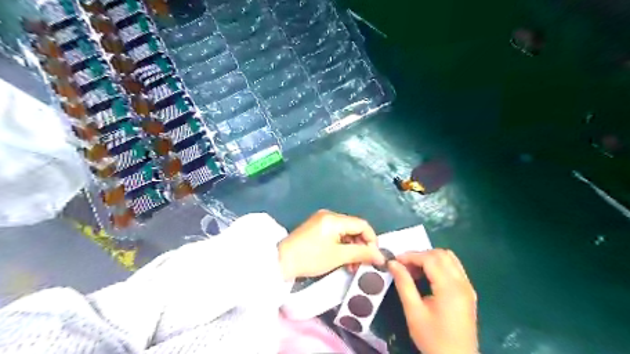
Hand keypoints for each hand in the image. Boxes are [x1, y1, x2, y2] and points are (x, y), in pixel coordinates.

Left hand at [279, 210, 386, 278]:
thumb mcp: (338, 256)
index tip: (375, 257)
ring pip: (345, 232)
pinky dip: (341, 245)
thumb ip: (361, 253)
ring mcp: (321, 220)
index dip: (372, 240)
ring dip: (352, 247)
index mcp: (334, 218)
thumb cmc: (311, 258)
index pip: (362, 224)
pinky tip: (342, 258)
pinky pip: (335, 233)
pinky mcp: (316, 227)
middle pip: (354, 227)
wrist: (281, 261)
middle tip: (363, 263)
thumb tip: (380, 256)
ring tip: (352, 265)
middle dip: (361, 245)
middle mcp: (329, 215)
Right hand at [390, 249, 477, 353]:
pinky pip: (454, 268)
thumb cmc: (433, 338)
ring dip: (431, 259)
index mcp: (449, 287)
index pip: (430, 259)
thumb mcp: (414, 312)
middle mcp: (462, 283)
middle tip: (404, 267)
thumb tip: (392, 263)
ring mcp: (468, 287)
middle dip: (420, 255)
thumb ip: (404, 284)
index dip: (410, 256)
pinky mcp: (468, 292)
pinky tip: (428, 277)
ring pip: (450, 258)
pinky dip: (440, 265)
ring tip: (415, 271)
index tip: (395, 261)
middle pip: (441, 254)